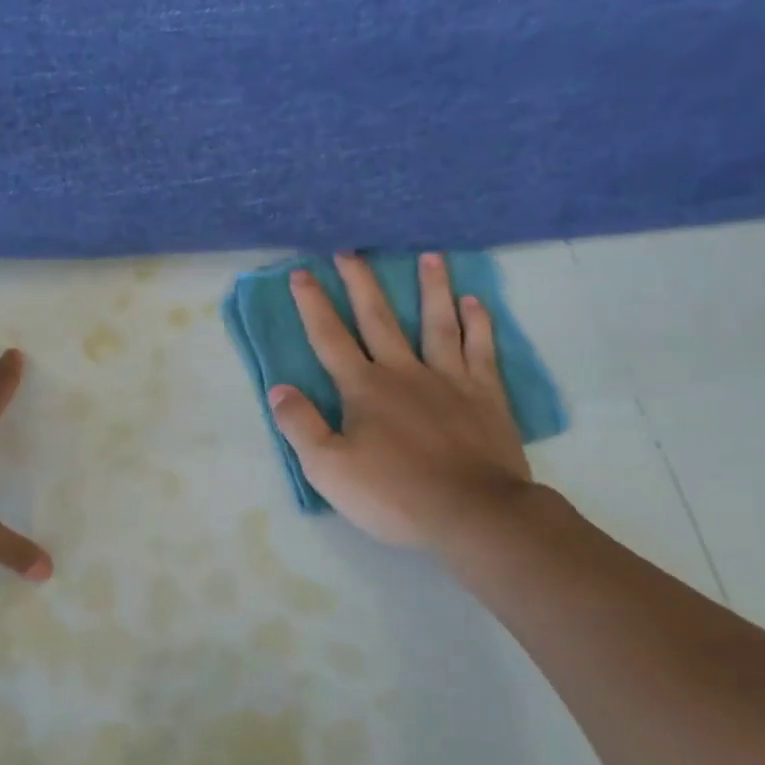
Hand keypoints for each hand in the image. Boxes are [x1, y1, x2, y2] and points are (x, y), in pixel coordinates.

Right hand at [268, 253, 533, 551]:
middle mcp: (403, 371)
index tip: (301, 273)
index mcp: (363, 388)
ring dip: (431, 287)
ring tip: (430, 255)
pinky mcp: (485, 395)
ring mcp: (449, 379)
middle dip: (361, 283)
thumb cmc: (394, 494)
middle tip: (351, 250)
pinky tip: (475, 301)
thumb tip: (278, 389)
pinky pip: (481, 349)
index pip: (330, 337)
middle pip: (378, 317)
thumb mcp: (328, 468)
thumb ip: (300, 425)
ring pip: (437, 322)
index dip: (313, 304)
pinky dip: (478, 323)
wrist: (473, 514)